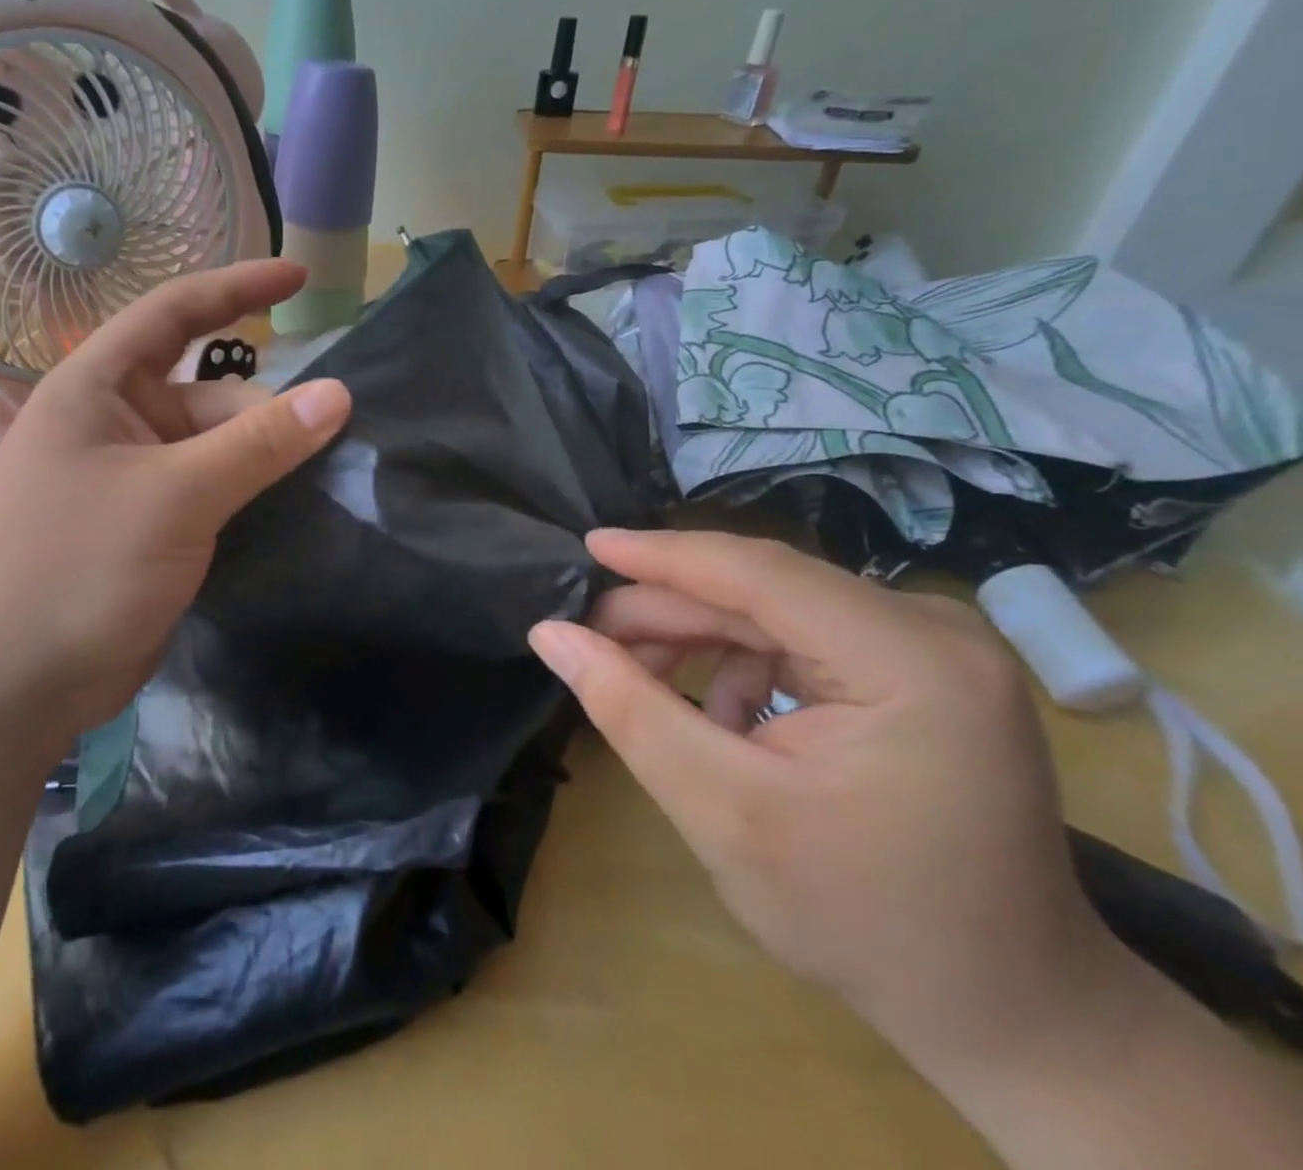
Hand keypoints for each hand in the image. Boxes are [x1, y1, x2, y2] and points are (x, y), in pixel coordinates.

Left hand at [0, 260, 349, 738]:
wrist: (5, 687)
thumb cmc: (75, 568)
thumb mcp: (175, 495)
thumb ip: (258, 444)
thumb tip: (338, 393)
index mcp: (96, 389)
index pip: (174, 313)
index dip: (238, 287)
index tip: (300, 277)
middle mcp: (111, 425)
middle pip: (208, 395)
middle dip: (265, 411)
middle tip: (329, 438)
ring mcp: (127, 482)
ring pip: (213, 451)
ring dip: (261, 460)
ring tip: (321, 475)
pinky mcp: (144, 532)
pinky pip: (208, 494)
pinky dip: (246, 495)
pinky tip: (290, 509)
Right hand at [528, 529, 1124, 1066]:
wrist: (1009, 1012)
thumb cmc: (865, 920)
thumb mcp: (723, 812)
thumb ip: (629, 710)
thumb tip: (551, 634)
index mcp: (910, 659)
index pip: (758, 572)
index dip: (661, 555)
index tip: (584, 547)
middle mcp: (932, 629)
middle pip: (763, 590)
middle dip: (669, 612)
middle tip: (590, 639)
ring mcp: (931, 647)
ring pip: (773, 611)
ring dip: (699, 641)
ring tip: (641, 685)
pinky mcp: (917, 669)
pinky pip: (799, 638)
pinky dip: (741, 666)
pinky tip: (720, 720)